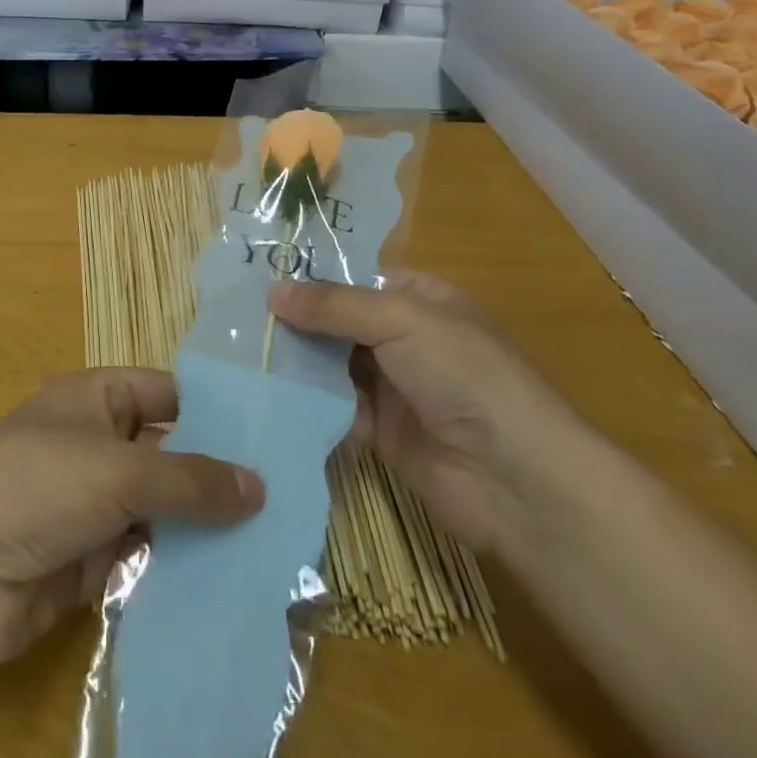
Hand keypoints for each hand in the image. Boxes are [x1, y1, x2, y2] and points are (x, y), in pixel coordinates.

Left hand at [0, 368, 263, 667]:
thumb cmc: (38, 483)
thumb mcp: (119, 470)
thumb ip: (190, 481)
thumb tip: (259, 486)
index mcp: (98, 400)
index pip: (168, 394)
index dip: (215, 412)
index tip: (273, 438)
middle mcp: (99, 446)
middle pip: (169, 457)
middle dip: (218, 479)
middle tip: (289, 503)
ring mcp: (93, 506)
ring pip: (161, 513)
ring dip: (204, 531)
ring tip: (274, 549)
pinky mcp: (89, 563)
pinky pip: (145, 561)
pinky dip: (178, 572)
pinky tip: (230, 588)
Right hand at [268, 271, 595, 553]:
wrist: (516, 481)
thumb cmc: (465, 376)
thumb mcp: (401, 320)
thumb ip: (334, 305)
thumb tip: (272, 292)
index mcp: (421, 300)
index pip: (356, 278)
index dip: (312, 277)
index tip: (259, 276)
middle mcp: (405, 338)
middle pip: (338, 322)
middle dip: (296, 322)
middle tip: (240, 318)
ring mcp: (394, 387)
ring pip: (332, 365)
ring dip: (297, 363)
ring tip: (243, 355)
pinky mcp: (381, 432)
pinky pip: (335, 408)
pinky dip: (309, 404)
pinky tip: (270, 397)